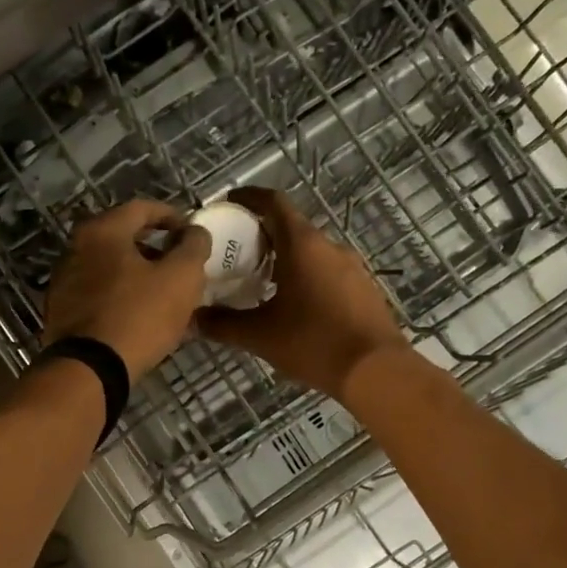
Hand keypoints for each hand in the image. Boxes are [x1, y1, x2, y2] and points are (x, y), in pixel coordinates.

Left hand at [43, 200, 210, 381]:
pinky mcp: (61, 312)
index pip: (142, 208)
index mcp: (102, 231)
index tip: (192, 233)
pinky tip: (138, 317)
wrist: (90, 370)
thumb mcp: (181, 277)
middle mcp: (75, 248)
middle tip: (179, 266)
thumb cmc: (139, 315)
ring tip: (163, 295)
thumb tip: (194, 232)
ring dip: (137, 275)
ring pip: (110, 268)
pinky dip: (120, 297)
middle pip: (123, 238)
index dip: (173, 217)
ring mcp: (63, 281)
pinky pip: (98, 295)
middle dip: (155, 249)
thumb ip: (194, 246)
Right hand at [199, 188, 408, 400]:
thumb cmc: (313, 342)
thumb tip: (191, 319)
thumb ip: (222, 324)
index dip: (248, 198)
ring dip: (286, 257)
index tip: (229, 202)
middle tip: (236, 252)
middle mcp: (329, 245)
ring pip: (311, 250)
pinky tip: (294, 303)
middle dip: (263, 234)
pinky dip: (306, 274)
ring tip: (261, 280)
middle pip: (291, 226)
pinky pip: (328, 269)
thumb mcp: (260, 335)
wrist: (375, 370)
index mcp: (302, 244)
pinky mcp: (364, 286)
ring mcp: (351, 265)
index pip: (273, 202)